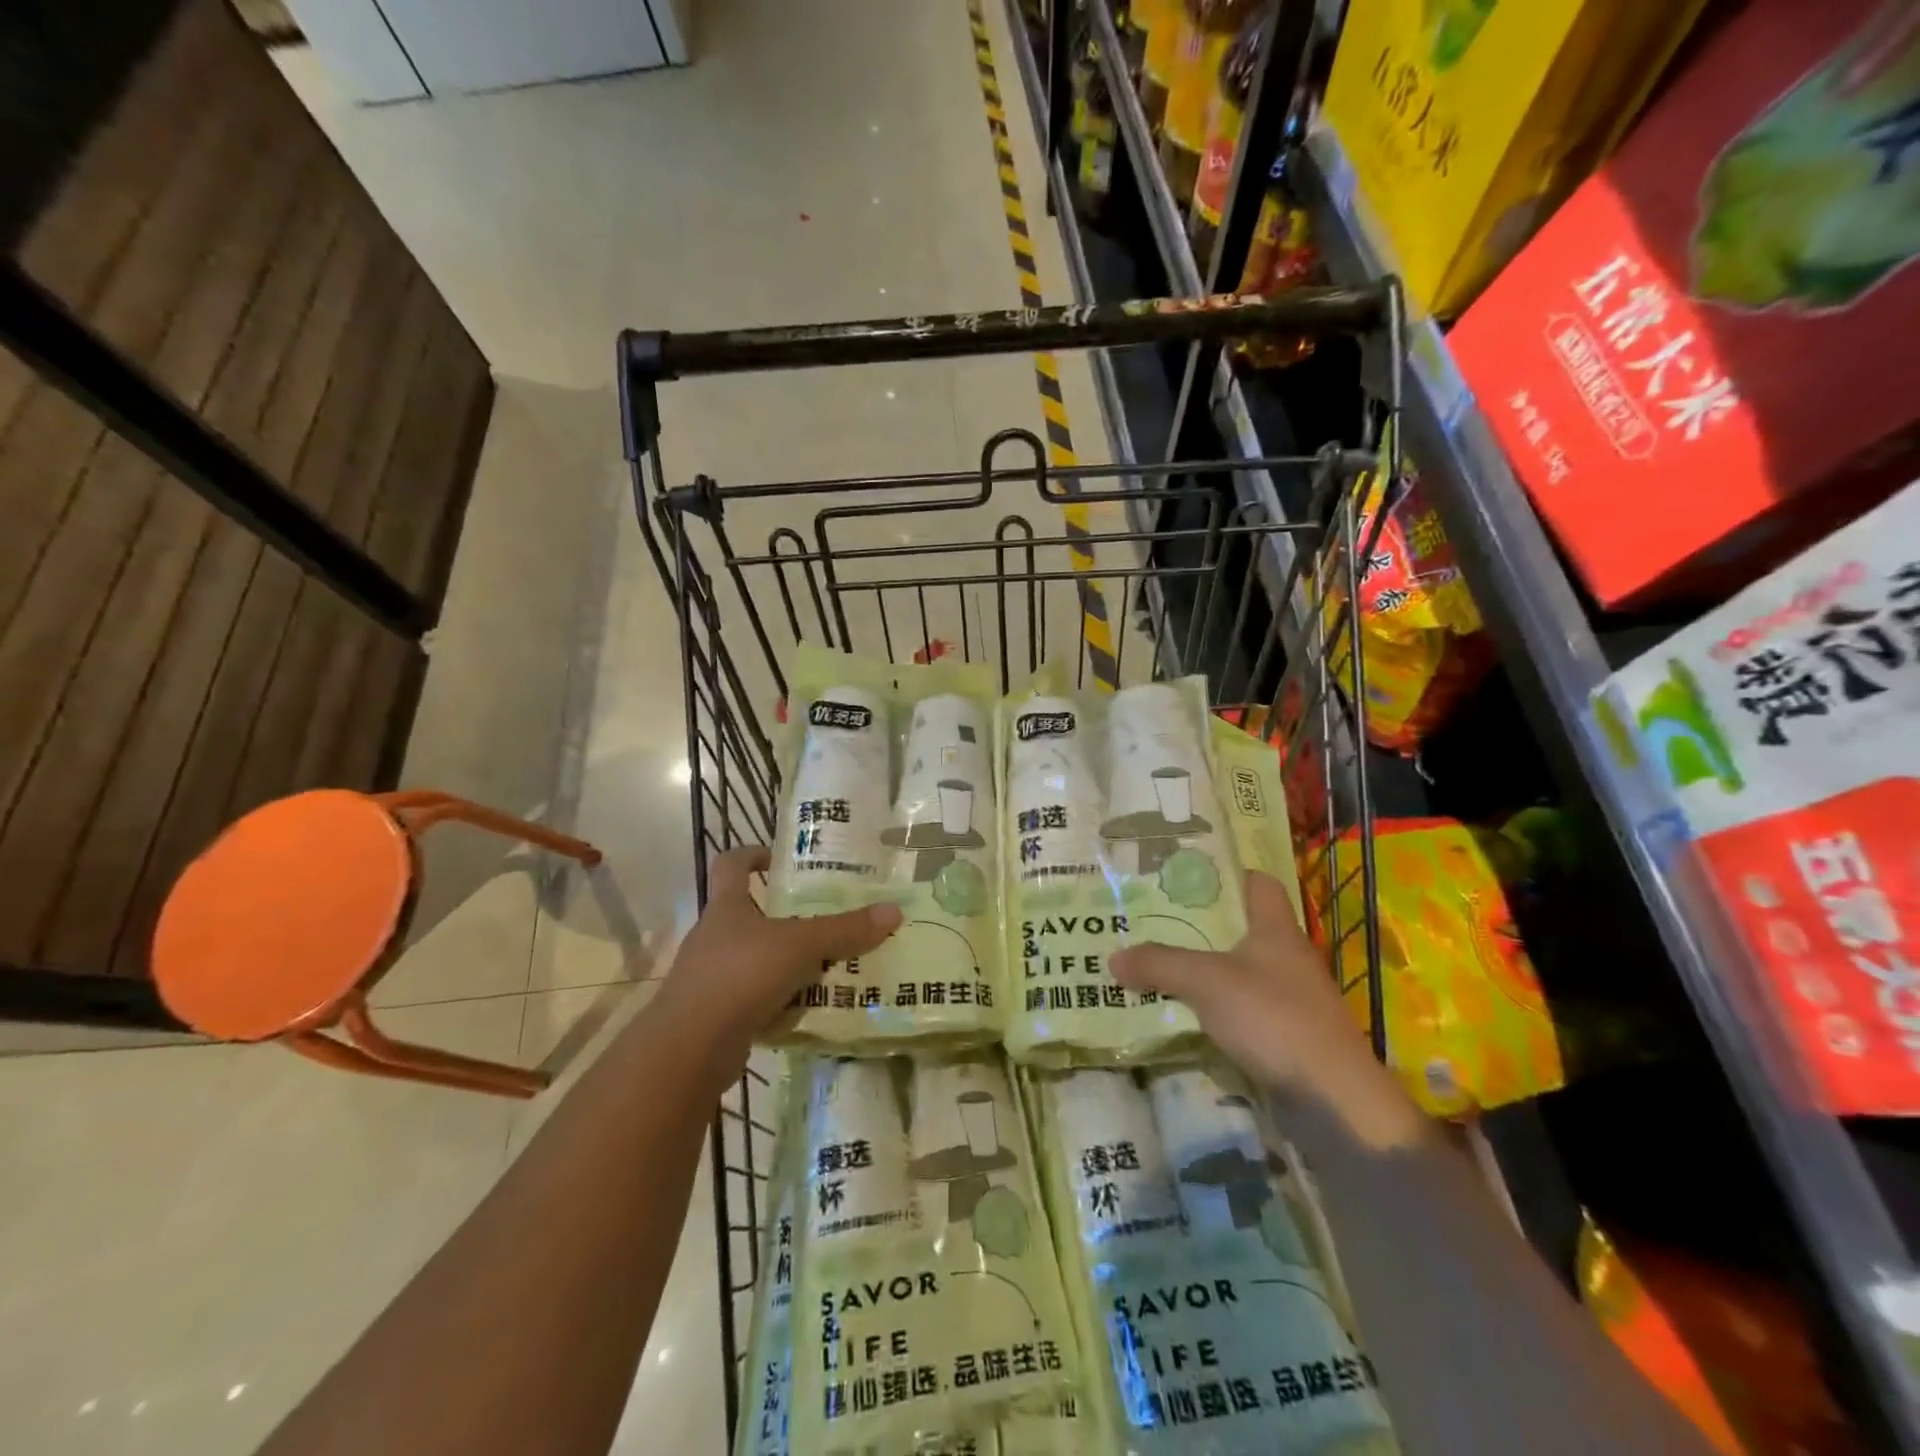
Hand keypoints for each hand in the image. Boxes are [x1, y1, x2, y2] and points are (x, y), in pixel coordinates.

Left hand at [656, 846, 902, 1072]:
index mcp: (726, 907)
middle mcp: (714, 936)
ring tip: (827, 964)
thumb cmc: (741, 975)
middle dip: (785, 915)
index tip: (779, 858)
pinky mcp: (716, 1014)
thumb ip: (845, 930)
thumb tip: (894, 911)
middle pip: (748, 914)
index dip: (752, 855)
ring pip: (755, 959)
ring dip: (786, 961)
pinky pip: (755, 998)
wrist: (691, 1049)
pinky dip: (780, 1000)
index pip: (730, 865)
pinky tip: (809, 1007)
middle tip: (825, 917)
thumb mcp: (801, 946)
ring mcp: (711, 977)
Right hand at [1109, 871, 1426, 1147]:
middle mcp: (1288, 958)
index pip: (1258, 884)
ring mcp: (1290, 999)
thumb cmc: (1274, 1018)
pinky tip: (1182, 1014)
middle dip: (1199, 925)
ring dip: (1204, 970)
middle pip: (1242, 929)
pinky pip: (1242, 1010)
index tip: (1184, 876)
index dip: (1226, 875)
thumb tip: (1113, 957)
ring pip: (1239, 972)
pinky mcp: (1287, 1037)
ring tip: (1157, 965)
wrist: (1333, 1100)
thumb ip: (1159, 963)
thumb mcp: (1207, 981)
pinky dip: (1215, 1009)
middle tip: (1152, 920)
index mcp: (1277, 929)